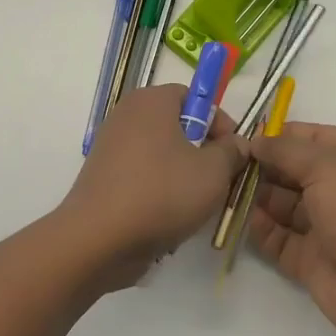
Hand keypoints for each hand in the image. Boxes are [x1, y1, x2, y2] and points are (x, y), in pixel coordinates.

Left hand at [61, 85, 246, 283]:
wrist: (99, 238)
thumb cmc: (162, 193)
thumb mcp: (213, 172)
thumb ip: (231, 152)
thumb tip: (236, 143)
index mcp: (151, 101)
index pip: (193, 97)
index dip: (219, 122)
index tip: (234, 152)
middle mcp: (126, 115)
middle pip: (176, 126)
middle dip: (202, 152)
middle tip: (220, 179)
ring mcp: (110, 147)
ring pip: (160, 155)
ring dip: (182, 175)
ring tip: (197, 204)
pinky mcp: (103, 177)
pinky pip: (141, 176)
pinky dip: (158, 191)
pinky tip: (169, 217)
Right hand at [247, 122, 335, 335]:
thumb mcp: (328, 167)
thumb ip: (287, 151)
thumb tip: (255, 142)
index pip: (314, 138)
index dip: (282, 134)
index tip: (245, 134)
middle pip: (294, 171)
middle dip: (263, 165)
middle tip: (227, 162)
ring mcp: (326, 227)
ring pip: (283, 205)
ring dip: (256, 195)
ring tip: (225, 186)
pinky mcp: (310, 259)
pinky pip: (278, 238)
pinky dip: (260, 228)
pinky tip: (239, 217)